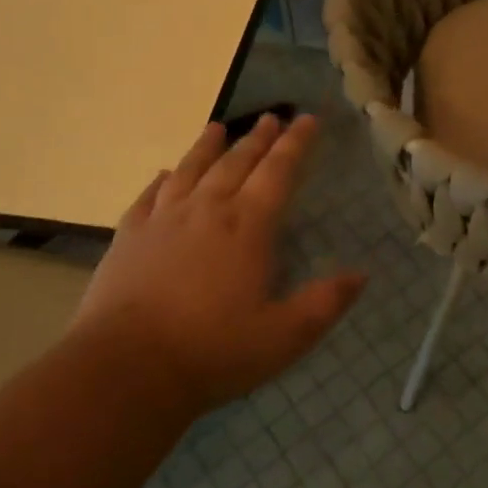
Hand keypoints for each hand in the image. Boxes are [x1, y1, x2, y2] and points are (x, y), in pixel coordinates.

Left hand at [70, 114, 365, 418]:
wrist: (126, 369)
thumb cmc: (214, 351)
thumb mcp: (286, 335)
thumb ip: (325, 303)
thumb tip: (361, 275)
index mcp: (248, 226)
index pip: (278, 172)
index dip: (296, 144)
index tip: (307, 120)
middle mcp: (206, 211)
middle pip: (236, 163)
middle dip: (258, 139)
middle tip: (271, 118)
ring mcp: (162, 221)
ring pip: (190, 170)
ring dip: (207, 147)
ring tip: (217, 128)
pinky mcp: (128, 238)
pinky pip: (147, 197)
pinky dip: (160, 181)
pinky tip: (164, 174)